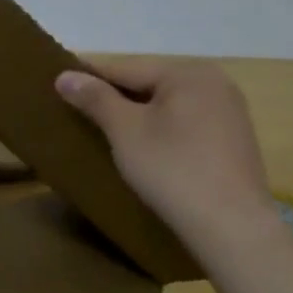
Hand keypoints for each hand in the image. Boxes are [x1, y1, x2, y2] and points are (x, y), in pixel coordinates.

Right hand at [55, 57, 279, 251]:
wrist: (230, 224)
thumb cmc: (171, 169)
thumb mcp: (124, 131)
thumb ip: (95, 99)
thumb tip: (64, 75)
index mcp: (187, 73)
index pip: (125, 68)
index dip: (89, 77)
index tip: (58, 85)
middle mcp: (214, 82)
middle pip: (149, 83)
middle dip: (114, 97)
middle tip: (78, 112)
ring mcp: (229, 110)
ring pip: (167, 104)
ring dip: (137, 114)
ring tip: (106, 131)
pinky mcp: (233, 139)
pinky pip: (185, 122)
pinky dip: (160, 128)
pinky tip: (144, 148)